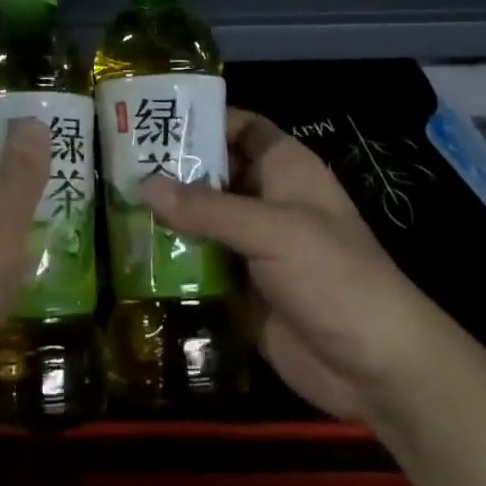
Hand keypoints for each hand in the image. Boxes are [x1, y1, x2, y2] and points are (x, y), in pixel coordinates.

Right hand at [140, 109, 425, 422]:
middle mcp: (266, 200)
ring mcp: (252, 246)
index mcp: (285, 170)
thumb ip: (208, 208)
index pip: (242, 127)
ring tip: (110, 203)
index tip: (153, 117)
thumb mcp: (273, 231)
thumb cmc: (334, 277)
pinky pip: (198, 263)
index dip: (204, 118)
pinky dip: (170, 258)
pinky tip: (128, 254)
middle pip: (213, 173)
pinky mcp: (240, 287)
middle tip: (115, 163)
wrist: (375, 369)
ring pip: (201, 219)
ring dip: (165, 216)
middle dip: (170, 168)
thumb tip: (144, 185)